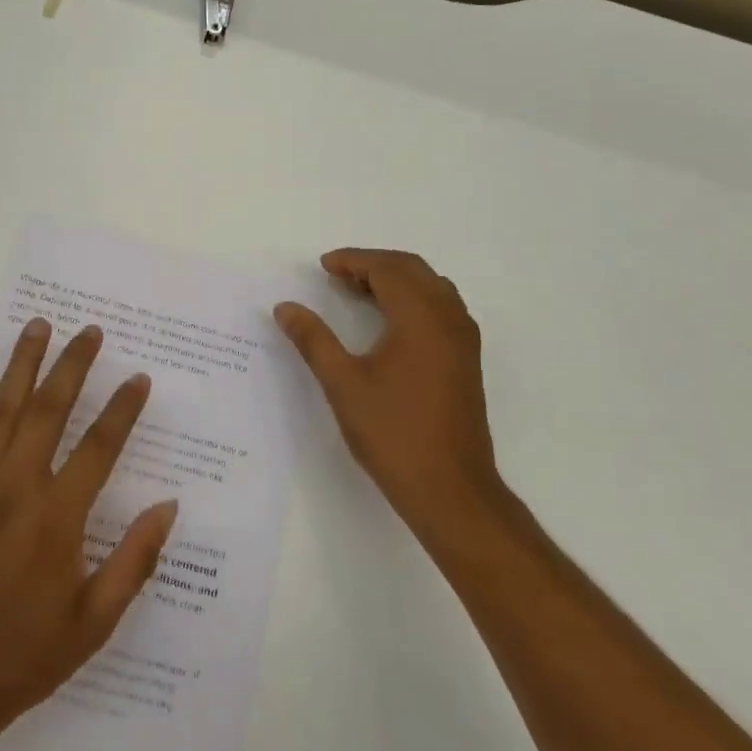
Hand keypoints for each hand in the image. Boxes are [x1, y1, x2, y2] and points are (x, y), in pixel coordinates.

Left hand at [0, 319, 178, 750]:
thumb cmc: (22, 657)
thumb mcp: (94, 623)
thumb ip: (134, 561)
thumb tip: (168, 506)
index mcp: (57, 518)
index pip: (99, 446)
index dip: (122, 408)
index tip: (138, 377)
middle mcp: (15, 488)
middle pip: (49, 410)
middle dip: (72, 365)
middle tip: (90, 330)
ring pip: (2, 410)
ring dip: (22, 364)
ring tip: (38, 325)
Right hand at [275, 249, 500, 542]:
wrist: (451, 489)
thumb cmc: (393, 433)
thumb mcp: (343, 384)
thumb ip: (313, 340)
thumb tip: (285, 307)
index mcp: (421, 318)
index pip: (387, 269)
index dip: (353, 261)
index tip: (323, 266)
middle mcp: (449, 319)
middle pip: (413, 270)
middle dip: (374, 265)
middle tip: (337, 276)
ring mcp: (463, 339)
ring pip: (430, 287)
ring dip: (395, 280)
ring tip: (358, 292)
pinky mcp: (466, 359)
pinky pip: (441, 307)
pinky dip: (413, 299)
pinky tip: (388, 323)